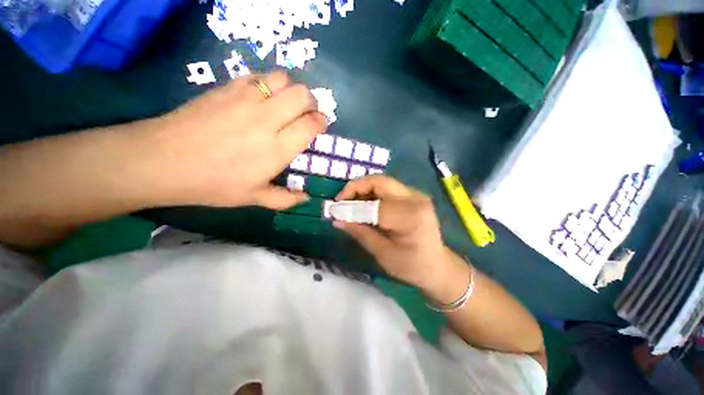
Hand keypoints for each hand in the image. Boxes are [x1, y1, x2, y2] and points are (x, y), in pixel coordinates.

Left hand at [139, 72, 326, 208]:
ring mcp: (245, 100)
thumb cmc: (212, 183)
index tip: (320, 124)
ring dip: (291, 89)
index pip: (310, 125)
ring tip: (286, 102)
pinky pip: (258, 76)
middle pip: (302, 95)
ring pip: (282, 79)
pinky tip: (263, 96)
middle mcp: (266, 120)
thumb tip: (306, 198)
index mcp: (276, 149)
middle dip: (311, 102)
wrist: (162, 161)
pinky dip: (268, 83)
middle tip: (306, 113)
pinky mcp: (227, 88)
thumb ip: (285, 199)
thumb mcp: (253, 198)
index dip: (320, 121)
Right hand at [334, 175, 452, 290]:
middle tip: (340, 200)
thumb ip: (360, 233)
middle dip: (355, 188)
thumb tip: (337, 219)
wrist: (437, 266)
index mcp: (411, 218)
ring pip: (382, 182)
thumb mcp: (383, 254)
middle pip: (379, 182)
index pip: (375, 206)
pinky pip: (387, 187)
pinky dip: (371, 192)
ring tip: (349, 203)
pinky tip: (363, 204)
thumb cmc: (412, 266)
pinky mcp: (413, 196)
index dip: (352, 207)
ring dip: (362, 189)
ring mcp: (416, 195)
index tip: (335, 212)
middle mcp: (415, 199)